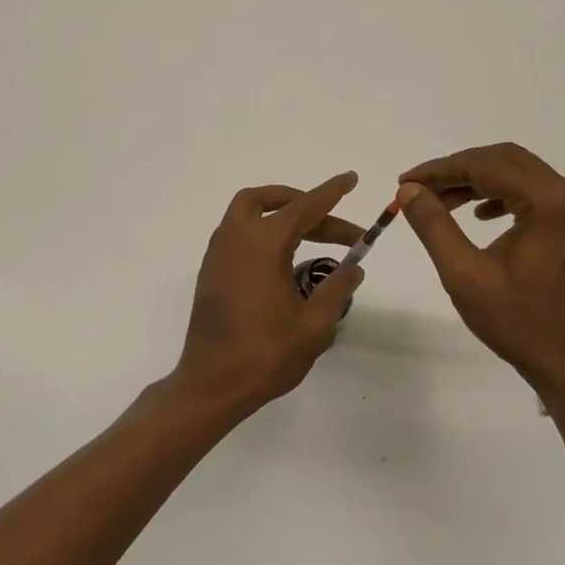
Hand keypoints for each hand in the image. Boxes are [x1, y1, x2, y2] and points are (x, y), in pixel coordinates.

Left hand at [173, 171, 365, 413]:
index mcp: (263, 245)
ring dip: (281, 216)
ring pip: (248, 213)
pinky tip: (285, 260)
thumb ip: (337, 289)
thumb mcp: (314, 325)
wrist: (211, 385)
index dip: (331, 193)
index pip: (304, 207)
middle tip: (339, 229)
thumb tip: (353, 267)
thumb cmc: (266, 355)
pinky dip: (264, 233)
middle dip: (307, 206)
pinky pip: (238, 234)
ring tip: (314, 236)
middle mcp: (236, 239)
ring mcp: (218, 255)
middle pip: (271, 202)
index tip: (351, 179)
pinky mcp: (211, 272)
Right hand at [398, 144, 564, 397]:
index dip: (440, 169)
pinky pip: (534, 194)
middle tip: (419, 189)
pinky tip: (479, 216)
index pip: (486, 165)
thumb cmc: (518, 323)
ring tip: (441, 202)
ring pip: (520, 174)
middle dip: (458, 170)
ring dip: (478, 181)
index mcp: (549, 202)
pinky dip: (501, 196)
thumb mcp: (465, 275)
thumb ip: (434, 226)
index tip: (405, 182)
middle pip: (505, 160)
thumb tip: (409, 190)